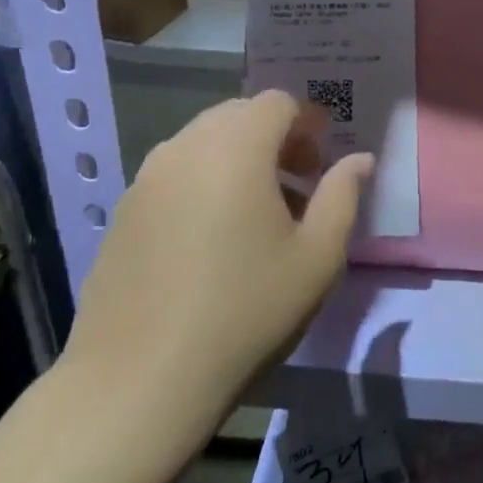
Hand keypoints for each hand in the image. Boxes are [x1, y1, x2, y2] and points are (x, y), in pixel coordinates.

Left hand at [58, 91, 372, 448]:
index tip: (323, 160)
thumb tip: (359, 160)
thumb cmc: (245, 311)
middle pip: (237, 115)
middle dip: (274, 137)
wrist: (140, 379)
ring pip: (202, 143)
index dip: (308, 122)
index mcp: (236, 149)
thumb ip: (342, 196)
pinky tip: (212, 238)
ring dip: (238, 158)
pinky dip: (203, 181)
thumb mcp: (317, 257)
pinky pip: (174, 173)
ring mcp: (145, 179)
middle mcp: (184, 149)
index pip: (276, 103)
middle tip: (298, 184)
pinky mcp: (123, 212)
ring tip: (257, 213)